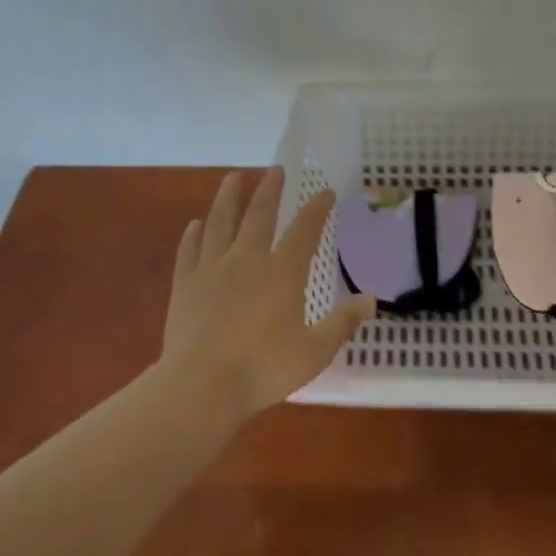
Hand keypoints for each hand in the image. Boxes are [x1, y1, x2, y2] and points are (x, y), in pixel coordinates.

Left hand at [158, 168, 373, 419]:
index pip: (304, 230)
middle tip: (275, 169)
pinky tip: (194, 225)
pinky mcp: (185, 285)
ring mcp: (212, 269)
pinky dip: (193, 235)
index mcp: (282, 272)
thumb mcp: (315, 352)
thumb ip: (342, 323)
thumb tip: (370, 300)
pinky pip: (189, 251)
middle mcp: (247, 259)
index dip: (316, 208)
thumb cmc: (263, 370)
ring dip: (228, 197)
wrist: (201, 387)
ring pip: (220, 222)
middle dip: (270, 189)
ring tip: (233, 177)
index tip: (325, 191)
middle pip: (259, 214)